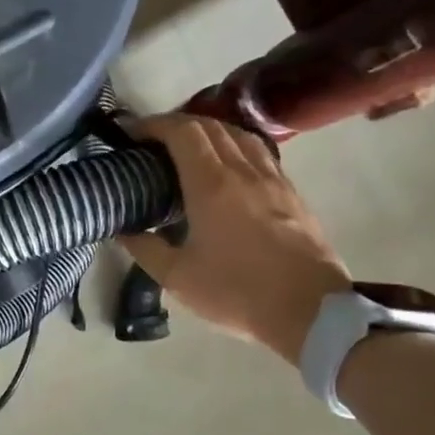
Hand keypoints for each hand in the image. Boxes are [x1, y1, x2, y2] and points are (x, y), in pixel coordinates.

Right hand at [121, 114, 349, 364]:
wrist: (310, 310)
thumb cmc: (237, 293)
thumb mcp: (177, 278)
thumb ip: (145, 248)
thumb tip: (124, 230)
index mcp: (212, 185)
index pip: (182, 132)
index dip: (153, 125)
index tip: (131, 133)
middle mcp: (244, 171)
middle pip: (210, 126)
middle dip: (176, 125)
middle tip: (152, 142)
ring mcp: (273, 179)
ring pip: (239, 135)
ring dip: (208, 132)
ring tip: (188, 150)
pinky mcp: (291, 193)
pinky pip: (259, 154)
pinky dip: (234, 148)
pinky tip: (227, 169)